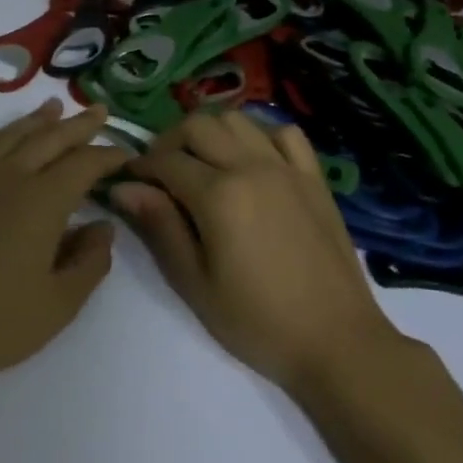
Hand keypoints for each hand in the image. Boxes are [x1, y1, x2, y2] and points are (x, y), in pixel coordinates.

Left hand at [0, 98, 130, 391]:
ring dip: (34, 120)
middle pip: (48, 139)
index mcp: (42, 202)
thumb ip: (90, 262)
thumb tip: (103, 226)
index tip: (125, 152)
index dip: (108, 155)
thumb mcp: (58, 305)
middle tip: (99, 111)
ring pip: (7, 136)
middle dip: (78, 124)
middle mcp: (7, 178)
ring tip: (52, 106)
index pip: (83, 165)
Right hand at [115, 112, 404, 392]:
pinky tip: (253, 161)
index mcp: (218, 194)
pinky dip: (261, 135)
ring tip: (203, 163)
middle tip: (162, 173)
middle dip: (170, 141)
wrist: (337, 342)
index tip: (128, 181)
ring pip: (238, 119)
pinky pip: (284, 133)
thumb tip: (124, 187)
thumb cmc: (258, 321)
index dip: (140, 167)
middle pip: (198, 125)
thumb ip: (160, 226)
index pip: (165, 160)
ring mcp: (286, 167)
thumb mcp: (195, 282)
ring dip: (211, 132)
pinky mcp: (314, 177)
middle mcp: (251, 166)